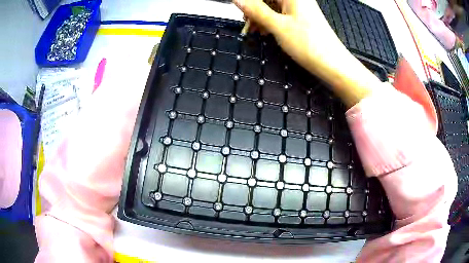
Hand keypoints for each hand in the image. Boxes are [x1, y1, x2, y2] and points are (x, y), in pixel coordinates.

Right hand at [233, 0, 381, 107]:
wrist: (332, 64)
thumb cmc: (308, 44)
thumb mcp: (277, 25)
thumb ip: (256, 10)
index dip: (250, 2)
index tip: (242, 12)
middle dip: (255, 9)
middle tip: (247, 23)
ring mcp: (300, 9)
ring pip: (274, 7)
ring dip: (261, 17)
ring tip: (254, 30)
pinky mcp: (302, 19)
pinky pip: (281, 15)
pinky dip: (271, 21)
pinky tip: (266, 31)